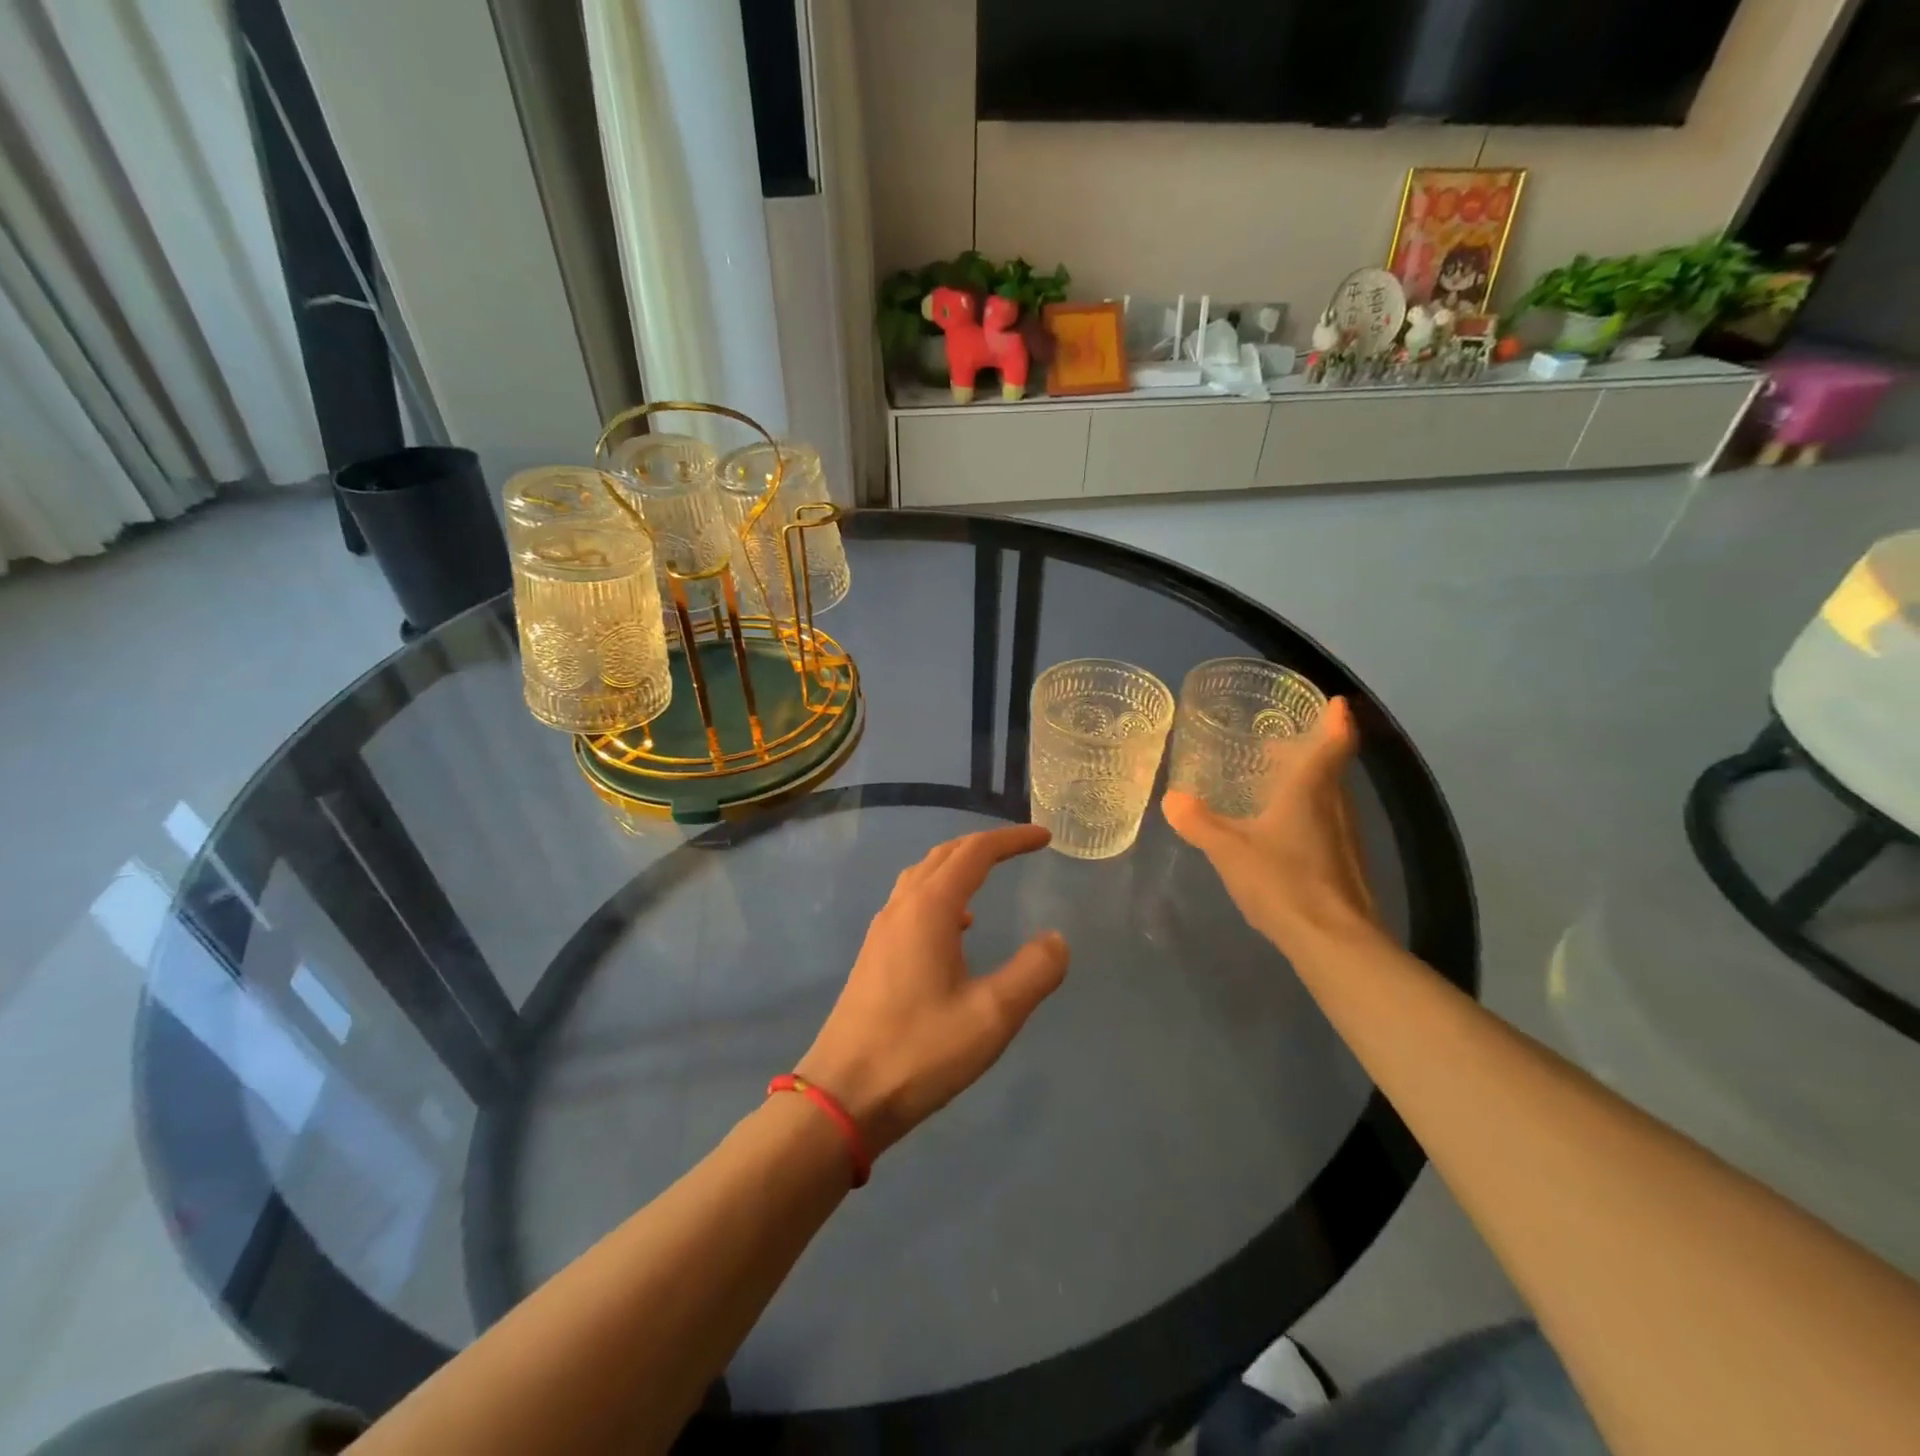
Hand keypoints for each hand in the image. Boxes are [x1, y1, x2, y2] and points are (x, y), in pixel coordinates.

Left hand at [796, 824, 1068, 1156]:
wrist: (843, 1094)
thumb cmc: (920, 1051)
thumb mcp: (992, 1016)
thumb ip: (1033, 972)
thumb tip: (1057, 939)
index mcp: (930, 909)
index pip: (975, 852)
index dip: (1011, 840)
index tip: (1044, 837)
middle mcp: (902, 907)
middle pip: (945, 855)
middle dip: (984, 845)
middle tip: (1021, 848)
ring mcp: (882, 930)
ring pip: (923, 877)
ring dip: (958, 867)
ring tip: (989, 877)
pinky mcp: (874, 954)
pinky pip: (911, 903)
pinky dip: (940, 895)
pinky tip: (956, 928)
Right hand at [1161, 697, 1380, 956]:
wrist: (1334, 941)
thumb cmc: (1282, 881)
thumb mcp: (1228, 850)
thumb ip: (1198, 822)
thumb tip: (1172, 797)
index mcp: (1311, 790)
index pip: (1334, 742)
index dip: (1336, 720)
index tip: (1333, 702)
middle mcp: (1337, 806)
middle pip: (1331, 768)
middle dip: (1310, 751)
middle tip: (1278, 744)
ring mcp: (1346, 837)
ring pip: (1331, 798)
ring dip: (1309, 784)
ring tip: (1274, 784)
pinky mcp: (1347, 865)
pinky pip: (1328, 824)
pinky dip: (1309, 814)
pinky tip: (1282, 833)